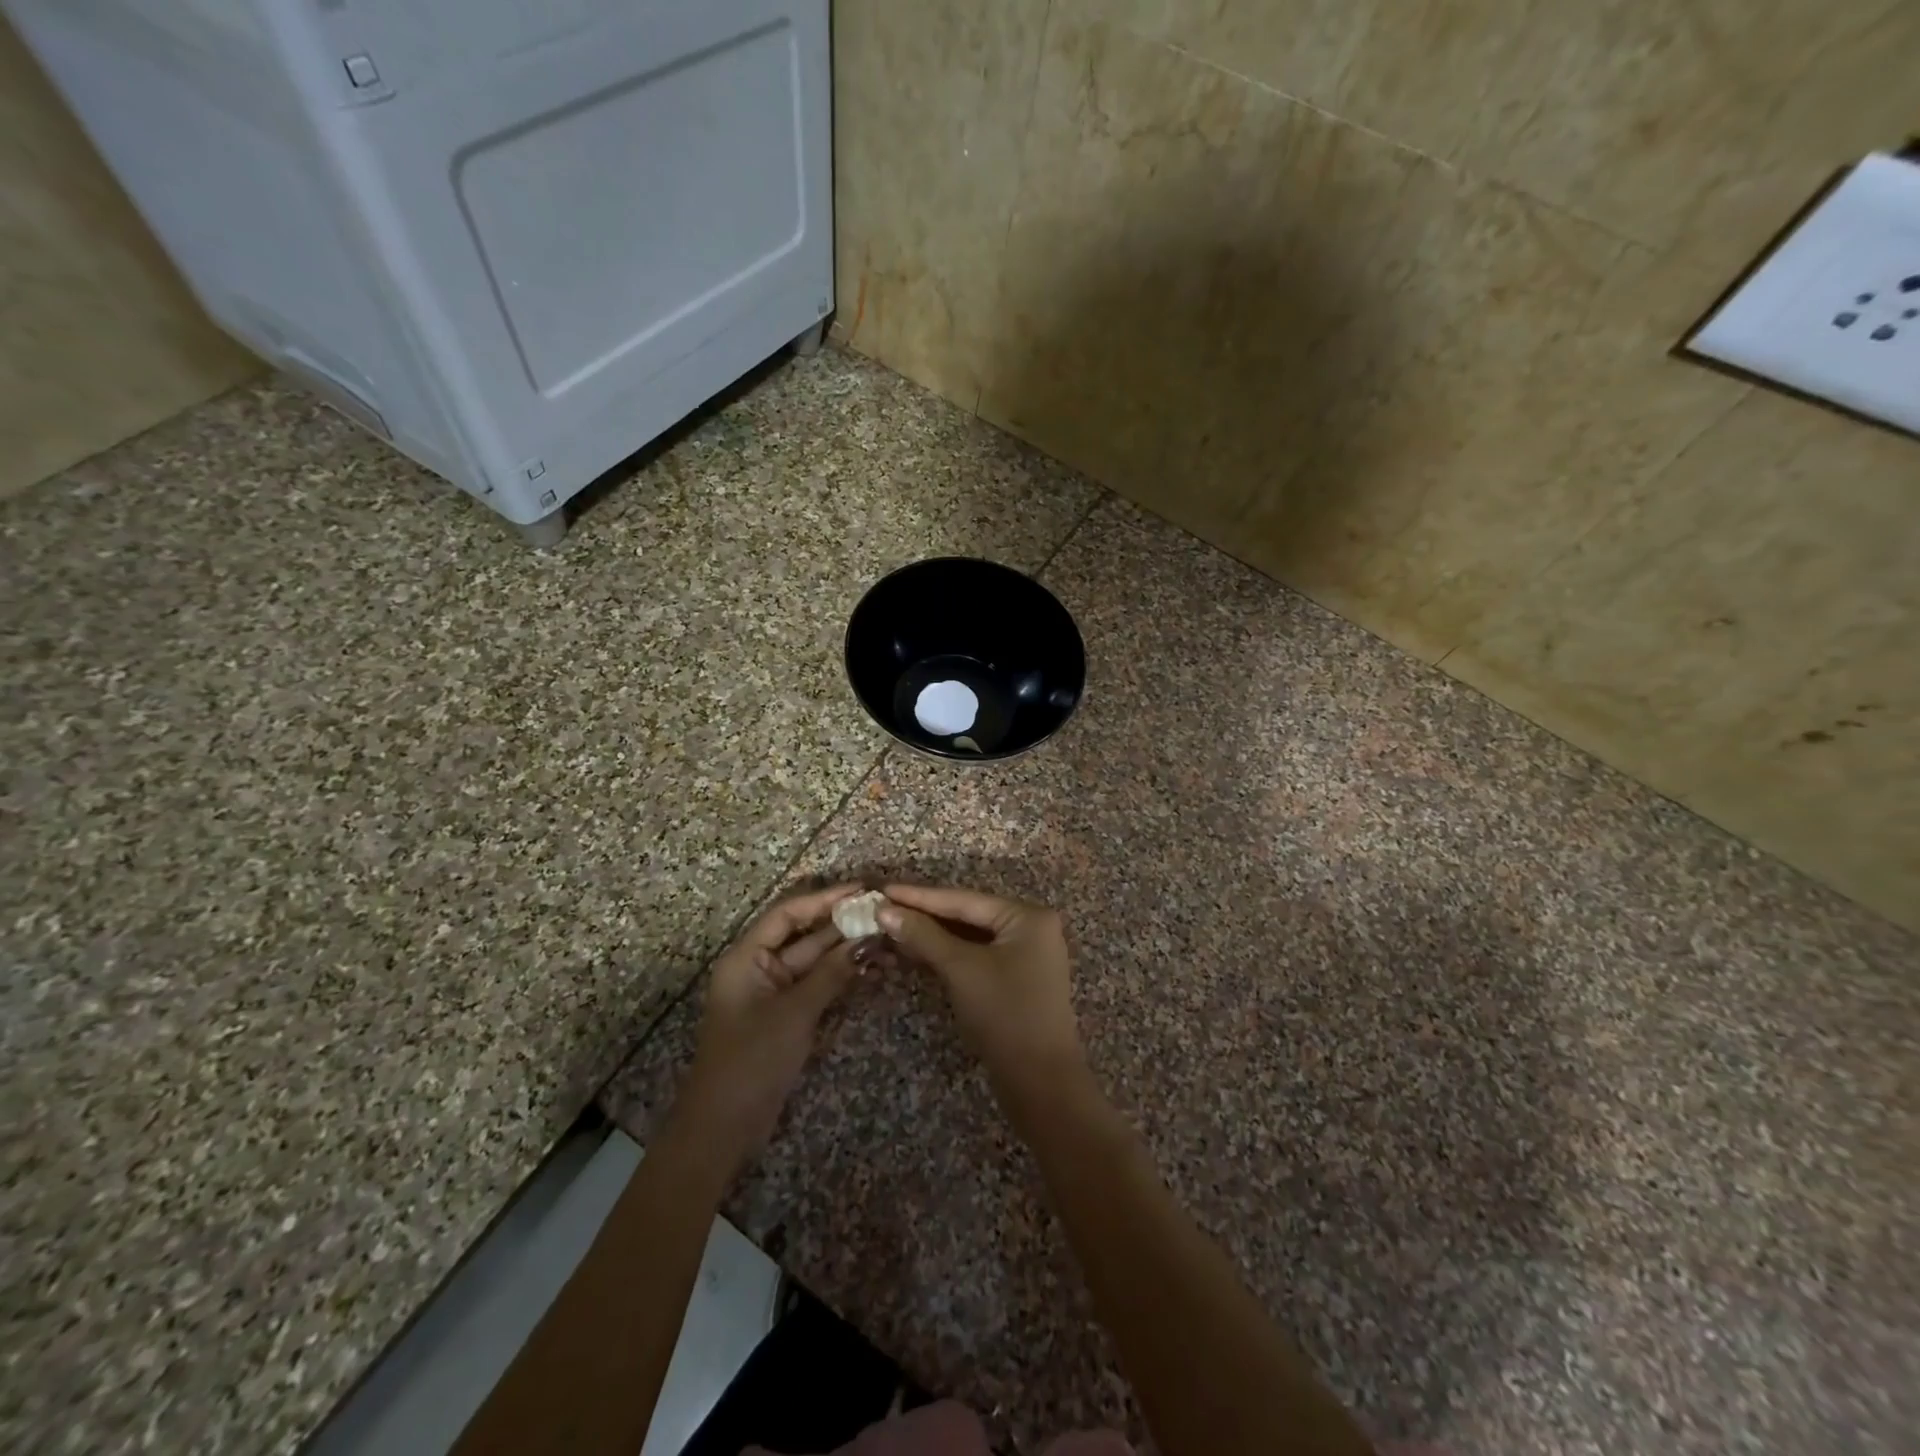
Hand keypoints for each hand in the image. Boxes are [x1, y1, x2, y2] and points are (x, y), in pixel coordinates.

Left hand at [674, 884, 863, 1179]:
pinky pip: (818, 986)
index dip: (824, 899)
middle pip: (805, 935)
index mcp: (747, 957)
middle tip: (884, 914)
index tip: (862, 890)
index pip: (788, 913)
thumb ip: (831, 974)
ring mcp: (775, 993)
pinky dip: (842, 977)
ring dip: (848, 951)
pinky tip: (874, 969)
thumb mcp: (794, 1013)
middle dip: (843, 926)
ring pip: (816, 962)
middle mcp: (760, 967)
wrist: (724, 1128)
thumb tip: (868, 940)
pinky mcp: (788, 1016)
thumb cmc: (751, 1061)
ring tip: (888, 941)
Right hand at [877, 884, 1090, 1116]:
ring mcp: (1026, 954)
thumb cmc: (1004, 1014)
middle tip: (883, 907)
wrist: (1040, 1082)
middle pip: (968, 914)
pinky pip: (977, 955)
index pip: (964, 899)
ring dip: (933, 935)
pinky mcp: (1016, 978)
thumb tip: (885, 911)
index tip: (883, 889)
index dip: (920, 896)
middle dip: (925, 914)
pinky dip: (948, 953)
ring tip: (892, 926)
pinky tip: (917, 950)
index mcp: (1027, 916)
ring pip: (971, 936)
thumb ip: (924, 936)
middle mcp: (1031, 927)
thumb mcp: (961, 969)